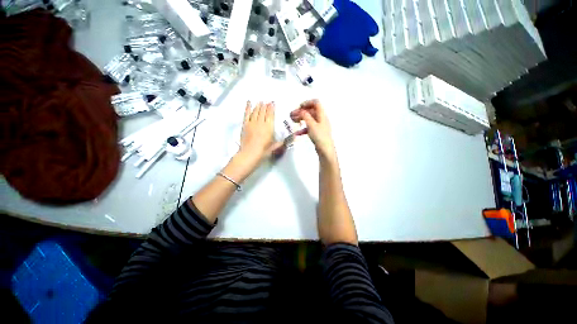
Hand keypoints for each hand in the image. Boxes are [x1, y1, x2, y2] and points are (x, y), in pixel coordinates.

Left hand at [238, 101, 283, 162]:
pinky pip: (246, 114)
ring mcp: (252, 123)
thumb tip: (287, 141)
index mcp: (269, 127)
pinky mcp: (245, 124)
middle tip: (266, 101)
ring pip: (256, 111)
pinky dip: (247, 107)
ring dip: (258, 106)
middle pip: (263, 111)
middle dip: (265, 105)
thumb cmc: (263, 151)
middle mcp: (261, 122)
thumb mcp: (274, 147)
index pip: (271, 115)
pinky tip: (249, 102)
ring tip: (260, 102)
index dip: (271, 108)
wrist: (250, 153)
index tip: (272, 103)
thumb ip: (280, 143)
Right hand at [290, 100, 336, 161]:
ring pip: (309, 119)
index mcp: (322, 115)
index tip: (299, 106)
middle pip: (311, 111)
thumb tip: (301, 110)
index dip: (307, 103)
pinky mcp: (317, 132)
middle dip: (301, 111)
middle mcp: (321, 119)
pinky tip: (298, 133)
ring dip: (301, 119)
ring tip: (293, 121)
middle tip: (292, 115)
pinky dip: (303, 128)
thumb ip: (305, 116)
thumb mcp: (311, 125)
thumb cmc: (319, 136)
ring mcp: (319, 126)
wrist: (325, 150)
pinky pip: (309, 127)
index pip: (316, 103)